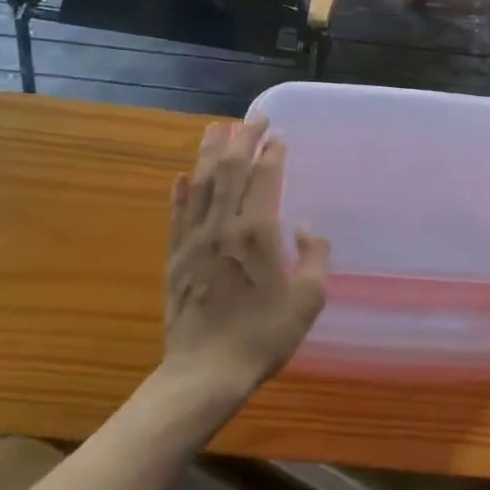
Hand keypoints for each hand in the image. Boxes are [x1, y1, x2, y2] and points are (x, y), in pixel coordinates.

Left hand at [164, 119, 327, 399]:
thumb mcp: (308, 299)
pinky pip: (177, 214)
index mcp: (257, 232)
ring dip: (210, 153)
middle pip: (230, 169)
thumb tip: (305, 228)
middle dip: (242, 138)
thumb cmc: (264, 335)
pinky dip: (181, 192)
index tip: (278, 135)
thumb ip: (314, 257)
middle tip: (253, 117)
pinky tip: (183, 175)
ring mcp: (194, 240)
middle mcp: (222, 226)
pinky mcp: (175, 257)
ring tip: (216, 128)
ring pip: (201, 184)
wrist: (206, 372)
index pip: (264, 177)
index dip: (271, 152)